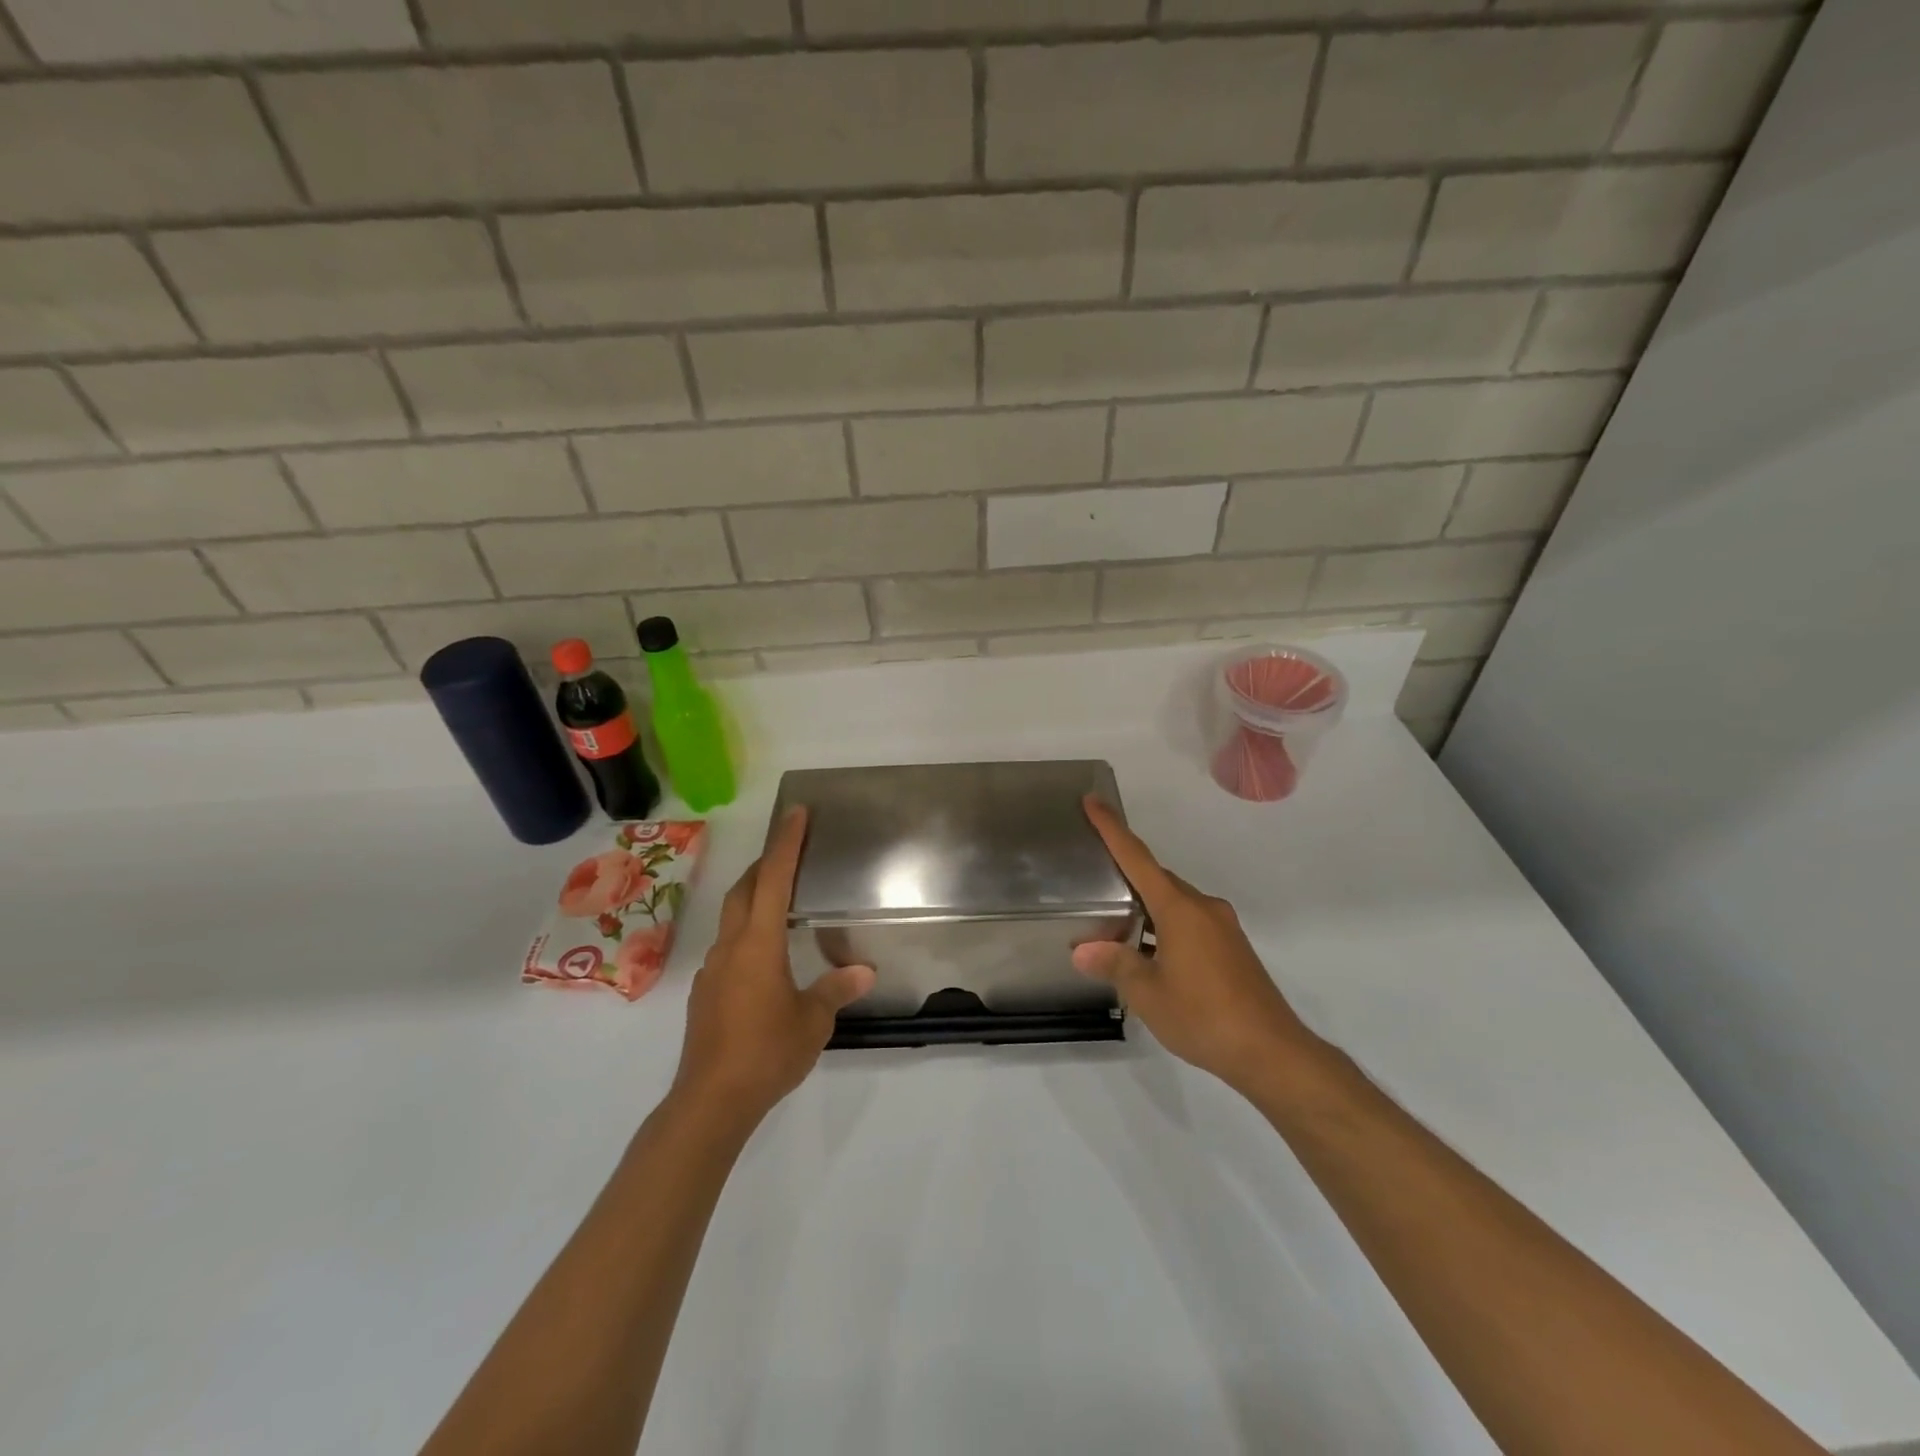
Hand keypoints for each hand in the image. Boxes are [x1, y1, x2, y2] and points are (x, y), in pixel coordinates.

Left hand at [672, 806, 874, 1127]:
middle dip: (764, 864)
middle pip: (743, 891)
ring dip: (753, 898)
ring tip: (781, 901)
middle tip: (789, 851)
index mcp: (758, 945)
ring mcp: (712, 971)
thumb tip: (864, 971)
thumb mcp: (813, 1021)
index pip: (773, 880)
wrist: (710, 1102)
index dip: (785, 844)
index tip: (795, 814)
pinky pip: (728, 948)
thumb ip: (836, 990)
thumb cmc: (767, 1053)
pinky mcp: (705, 994)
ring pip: (732, 918)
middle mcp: (730, 948)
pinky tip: (764, 959)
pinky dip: (746, 934)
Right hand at [1075, 795, 1322, 1094]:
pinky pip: (1190, 923)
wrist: (1271, 1052)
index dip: (1112, 829)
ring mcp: (1222, 927)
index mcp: (1179, 908)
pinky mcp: (1232, 948)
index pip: (1138, 858)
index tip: (1092, 801)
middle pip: (1157, 880)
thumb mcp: (1148, 993)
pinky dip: (1165, 928)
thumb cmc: (1204, 1016)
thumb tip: (1083, 951)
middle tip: (1093, 887)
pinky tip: (1150, 956)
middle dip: (1126, 879)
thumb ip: (1115, 964)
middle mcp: (1203, 907)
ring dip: (1146, 911)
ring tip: (1116, 930)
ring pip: (1174, 904)